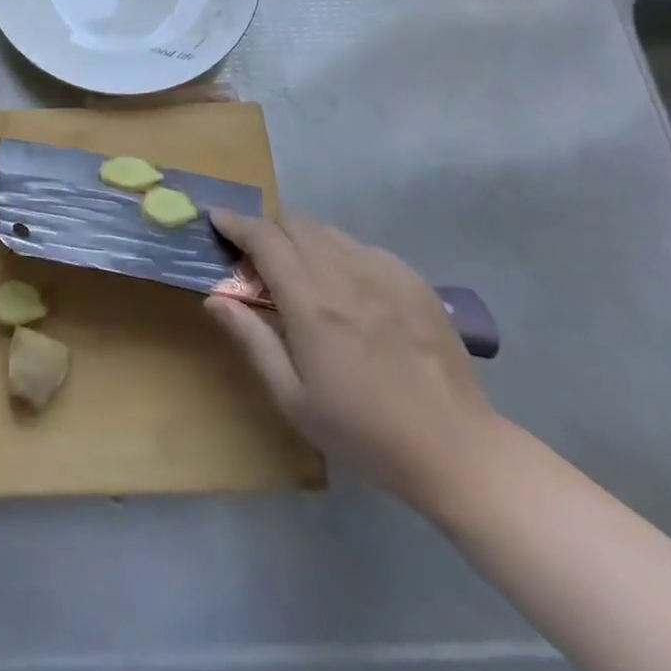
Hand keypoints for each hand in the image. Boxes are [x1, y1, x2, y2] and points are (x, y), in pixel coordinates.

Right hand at [206, 211, 499, 507]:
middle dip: (269, 230)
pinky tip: (348, 288)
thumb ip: (252, 340)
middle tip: (260, 258)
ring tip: (302, 271)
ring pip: (328, 231)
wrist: (456, 450)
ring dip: (303, 239)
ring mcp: (383, 273)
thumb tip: (214, 298)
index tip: (218, 220)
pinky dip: (341, 253)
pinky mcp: (412, 281)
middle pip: (295, 223)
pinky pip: (363, 247)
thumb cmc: (363, 431)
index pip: (263, 238)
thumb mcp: (293, 398)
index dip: (236, 223)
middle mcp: (343, 273)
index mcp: (310, 302)